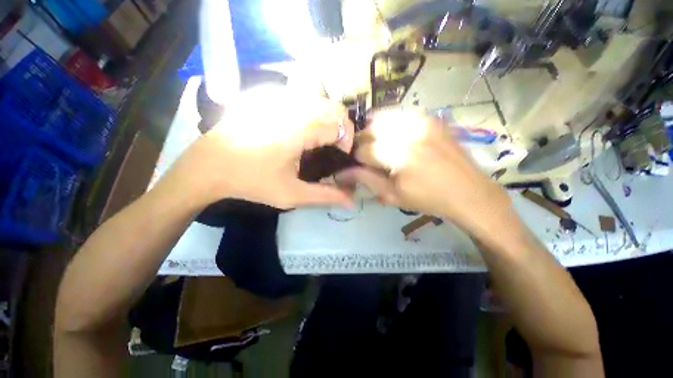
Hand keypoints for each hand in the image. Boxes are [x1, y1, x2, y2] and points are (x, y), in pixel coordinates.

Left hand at [164, 85, 354, 208]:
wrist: (209, 166)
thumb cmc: (252, 181)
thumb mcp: (291, 194)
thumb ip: (325, 195)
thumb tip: (352, 201)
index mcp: (300, 129)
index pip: (341, 124)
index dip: (347, 140)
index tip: (339, 155)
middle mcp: (291, 105)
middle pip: (334, 107)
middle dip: (341, 127)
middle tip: (332, 146)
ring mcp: (277, 96)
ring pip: (319, 99)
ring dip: (327, 118)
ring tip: (318, 138)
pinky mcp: (266, 95)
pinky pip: (300, 97)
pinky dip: (310, 110)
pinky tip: (300, 127)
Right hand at [337, 109, 512, 236]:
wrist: (468, 191)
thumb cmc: (428, 198)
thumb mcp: (391, 194)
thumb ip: (364, 179)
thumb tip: (340, 173)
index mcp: (399, 154)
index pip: (362, 150)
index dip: (356, 160)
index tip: (359, 167)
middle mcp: (408, 130)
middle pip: (370, 129)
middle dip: (363, 144)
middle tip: (368, 158)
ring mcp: (422, 119)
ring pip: (382, 118)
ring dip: (375, 133)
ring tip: (380, 148)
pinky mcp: (430, 117)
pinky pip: (401, 115)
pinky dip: (391, 125)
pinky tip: (395, 139)